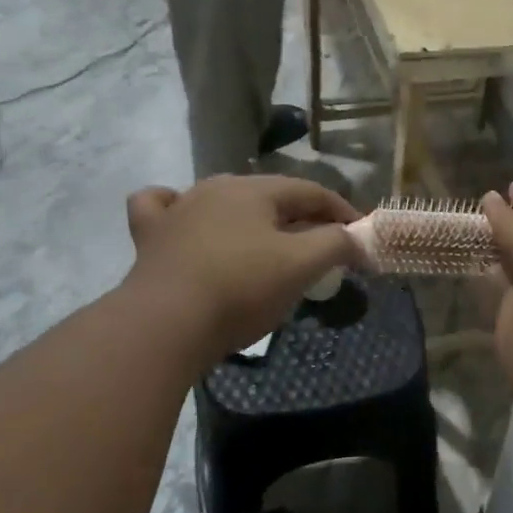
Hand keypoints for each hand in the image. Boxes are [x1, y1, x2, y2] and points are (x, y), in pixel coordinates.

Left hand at [122, 176, 358, 361]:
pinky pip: (165, 208)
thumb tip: (356, 237)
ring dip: (253, 218)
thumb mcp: (301, 266)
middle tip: (323, 246)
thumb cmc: (241, 289)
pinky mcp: (151, 236)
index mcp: (254, 190)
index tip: (361, 237)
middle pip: (270, 195)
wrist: (166, 324)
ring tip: (268, 242)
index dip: (342, 212)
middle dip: (302, 217)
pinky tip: (187, 220)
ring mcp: (178, 210)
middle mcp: (215, 188)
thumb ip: (336, 244)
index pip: (311, 191)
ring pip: (223, 200)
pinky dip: (180, 210)